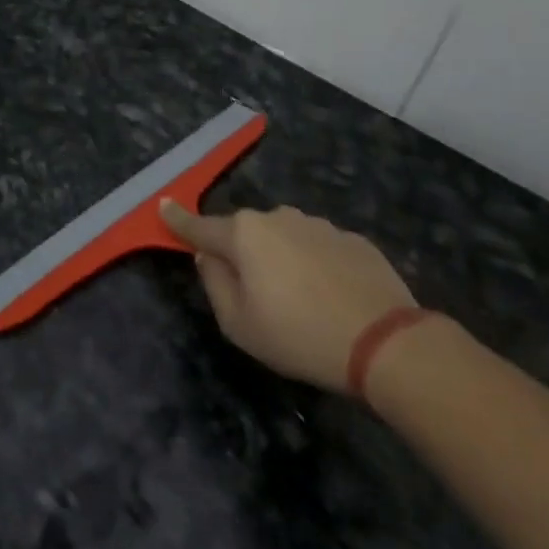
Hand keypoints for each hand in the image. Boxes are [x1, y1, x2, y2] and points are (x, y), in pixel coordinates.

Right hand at [159, 201, 415, 393]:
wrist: (385, 342)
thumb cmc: (299, 335)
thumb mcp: (238, 324)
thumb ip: (214, 283)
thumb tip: (209, 256)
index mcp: (243, 234)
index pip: (200, 226)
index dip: (178, 220)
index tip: (163, 206)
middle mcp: (278, 217)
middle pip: (246, 233)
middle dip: (242, 254)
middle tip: (256, 296)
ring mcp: (318, 225)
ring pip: (284, 238)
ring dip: (281, 259)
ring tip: (301, 302)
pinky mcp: (353, 239)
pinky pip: (318, 249)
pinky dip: (315, 266)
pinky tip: (331, 298)